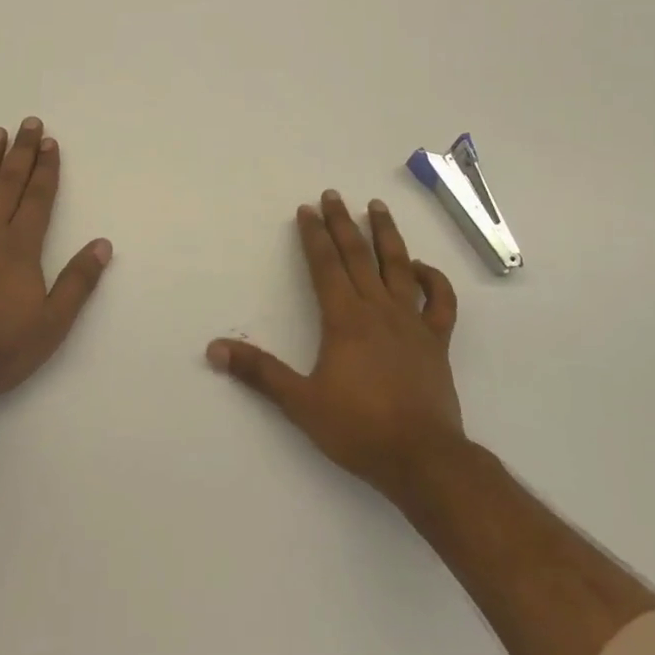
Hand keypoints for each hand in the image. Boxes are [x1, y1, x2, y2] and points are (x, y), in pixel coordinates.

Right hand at [207, 190, 462, 504]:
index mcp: (344, 319)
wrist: (422, 458)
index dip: (314, 236)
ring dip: (386, 235)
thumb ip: (259, 372)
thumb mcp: (300, 402)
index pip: (325, 265)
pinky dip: (433, 279)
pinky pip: (440, 302)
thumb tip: (215, 349)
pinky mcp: (436, 341)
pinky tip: (421, 267)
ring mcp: (411, 323)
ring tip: (377, 207)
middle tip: (333, 195)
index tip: (307, 210)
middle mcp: (378, 310)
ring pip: (399, 266)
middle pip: (358, 256)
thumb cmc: (358, 428)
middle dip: (342, 223)